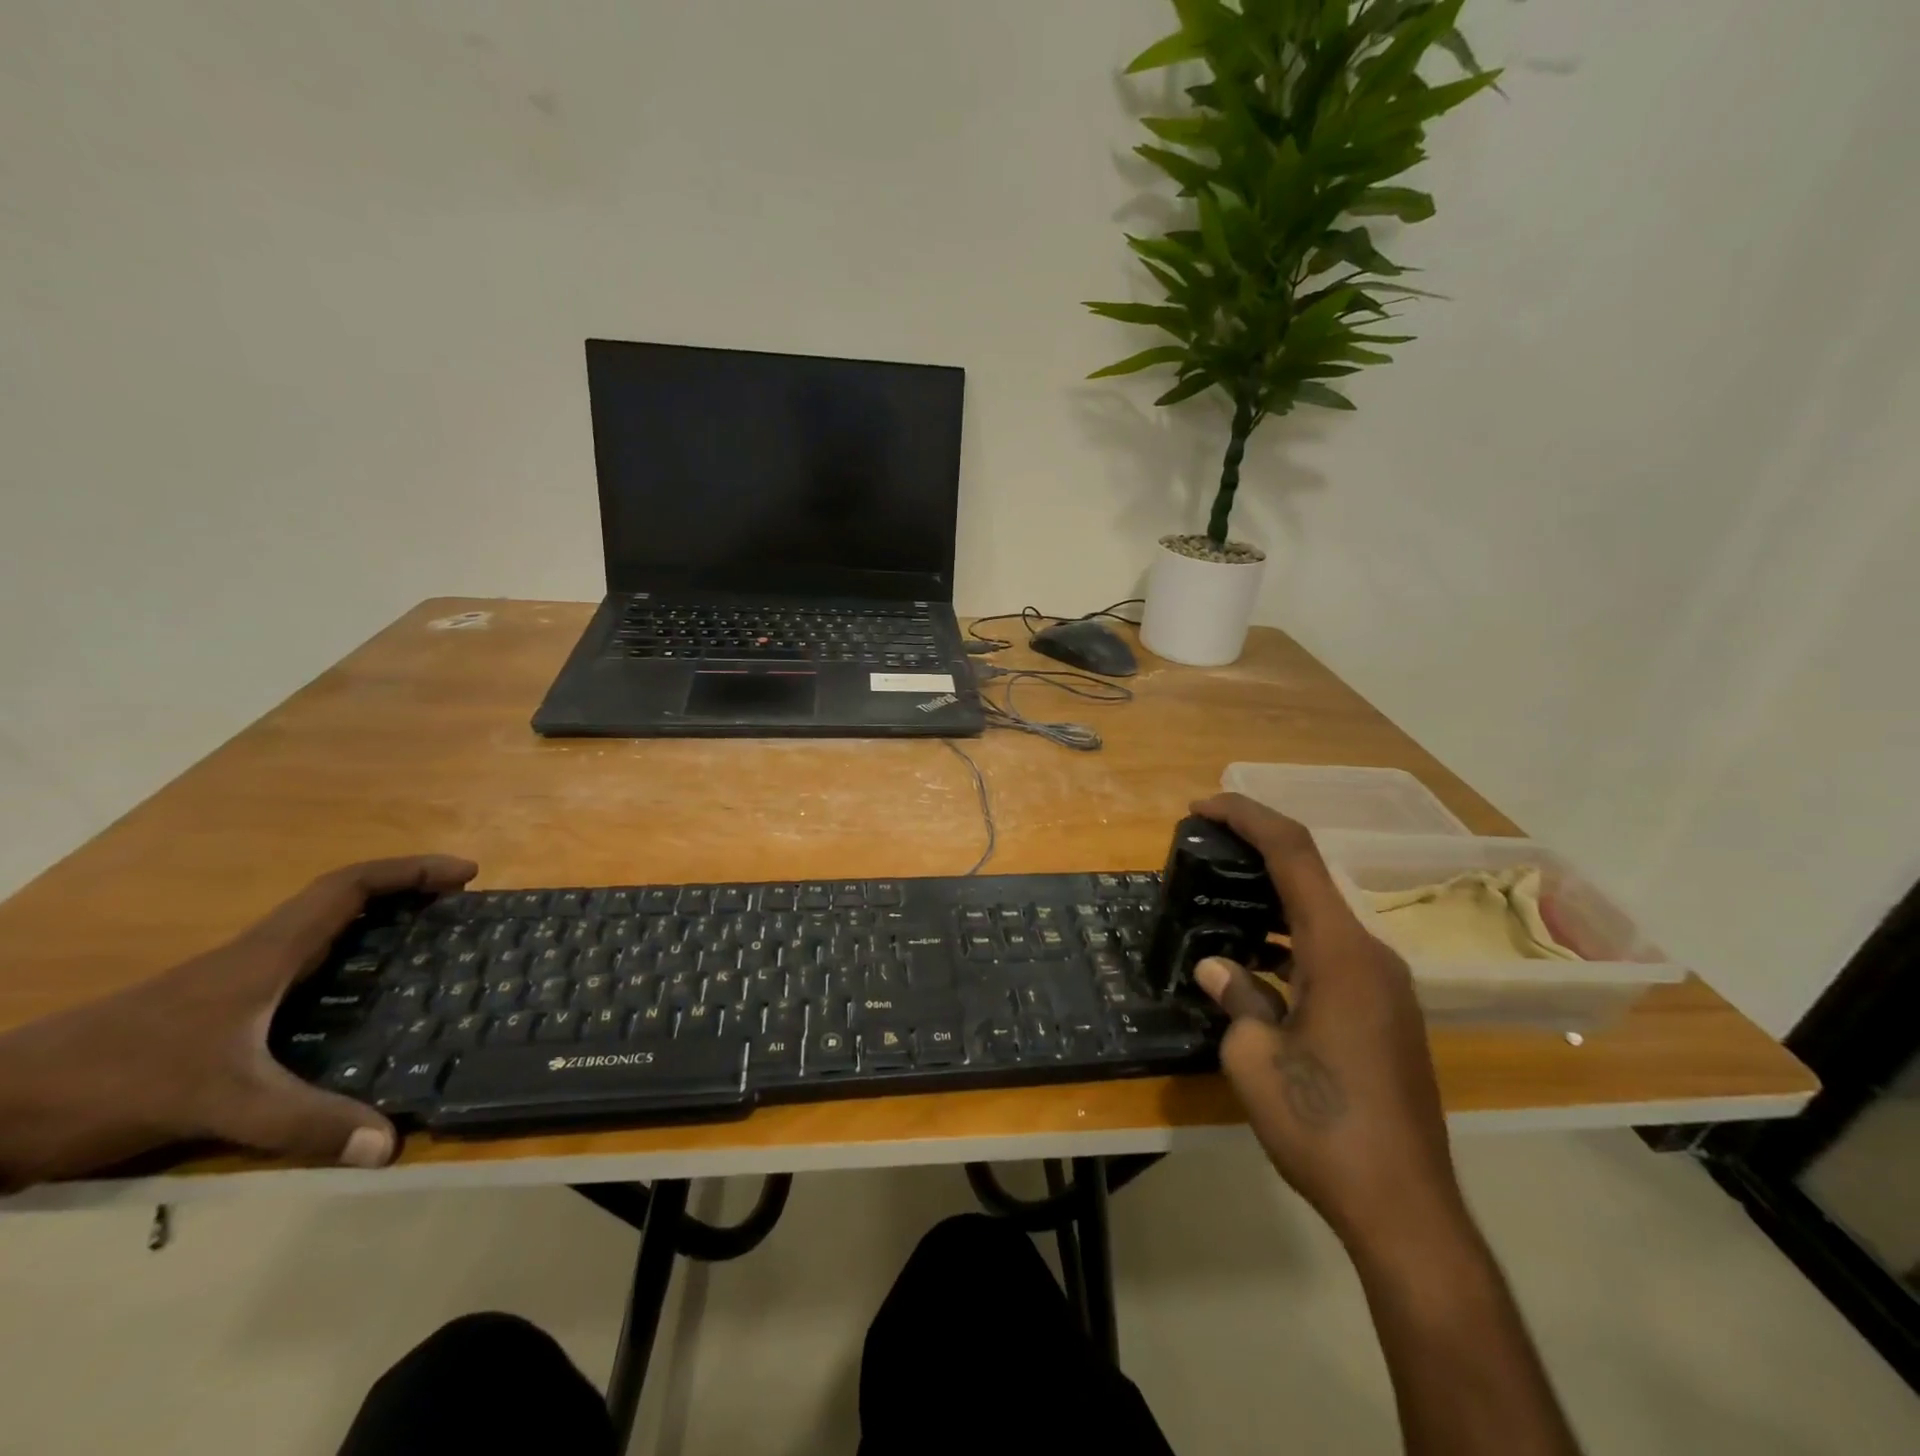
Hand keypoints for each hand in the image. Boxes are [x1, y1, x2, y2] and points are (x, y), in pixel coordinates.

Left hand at [0, 855, 475, 1191]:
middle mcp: (258, 957)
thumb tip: (391, 1143)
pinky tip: (360, 1003)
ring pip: (323, 934)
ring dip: (379, 925)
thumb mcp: (216, 1102)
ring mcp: (234, 984)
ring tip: (429, 949)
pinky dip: (348, 963)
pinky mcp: (218, 1013)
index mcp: (267, 954)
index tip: (464, 874)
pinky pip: (305, 969)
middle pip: (344, 901)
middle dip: (408, 893)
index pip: (349, 886)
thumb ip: (302, 1122)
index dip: (410, 871)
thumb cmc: (111, 1081)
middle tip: (460, 910)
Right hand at [1188, 794, 1467, 1259]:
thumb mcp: (1253, 1058)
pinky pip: (1332, 953)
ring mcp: (1385, 985)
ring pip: (1321, 917)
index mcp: (1341, 953)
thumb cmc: (1323, 1125)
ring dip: (1272, 900)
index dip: (1248, 818)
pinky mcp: (1386, 1013)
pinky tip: (1256, 961)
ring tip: (1219, 902)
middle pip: (1311, 878)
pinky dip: (1291, 940)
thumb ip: (1237, 997)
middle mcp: (1371, 956)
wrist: (1404, 1208)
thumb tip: (1219, 966)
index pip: (1294, 855)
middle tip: (1202, 851)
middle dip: (1255, 853)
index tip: (1203, 806)